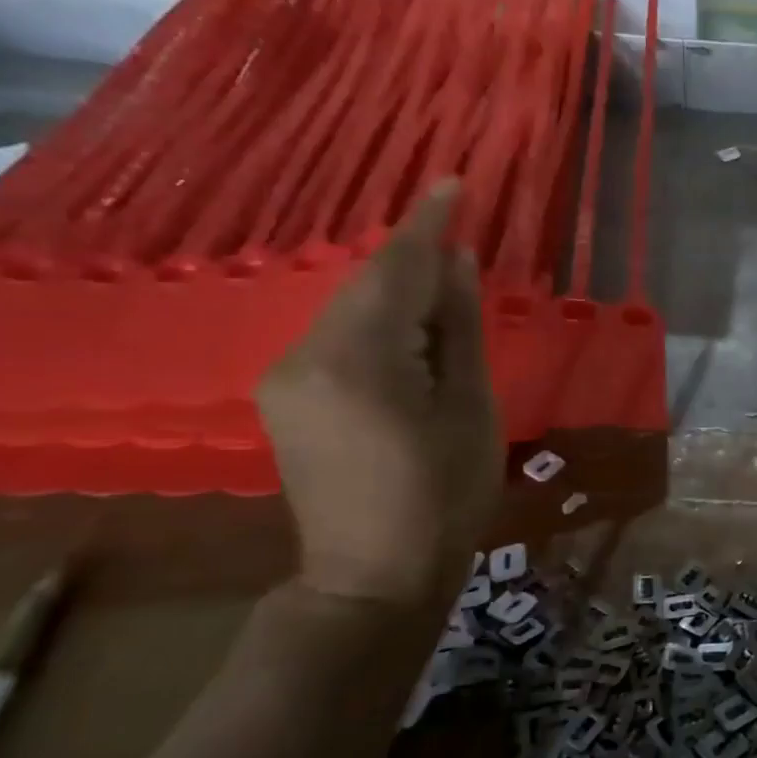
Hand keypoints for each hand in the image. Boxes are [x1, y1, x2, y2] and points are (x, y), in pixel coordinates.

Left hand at [258, 182, 500, 610]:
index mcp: (360, 360)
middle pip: (367, 283)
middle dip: (413, 251)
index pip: (396, 270)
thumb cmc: (445, 496)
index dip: (429, 224)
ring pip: (349, 307)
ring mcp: (286, 377)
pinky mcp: (286, 396)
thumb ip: (458, 329)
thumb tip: (457, 262)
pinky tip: (408, 318)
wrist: (373, 576)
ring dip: (396, 284)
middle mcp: (306, 355)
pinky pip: (338, 335)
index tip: (454, 182)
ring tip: (443, 267)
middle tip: (458, 221)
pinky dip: (377, 317)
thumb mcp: (470, 409)